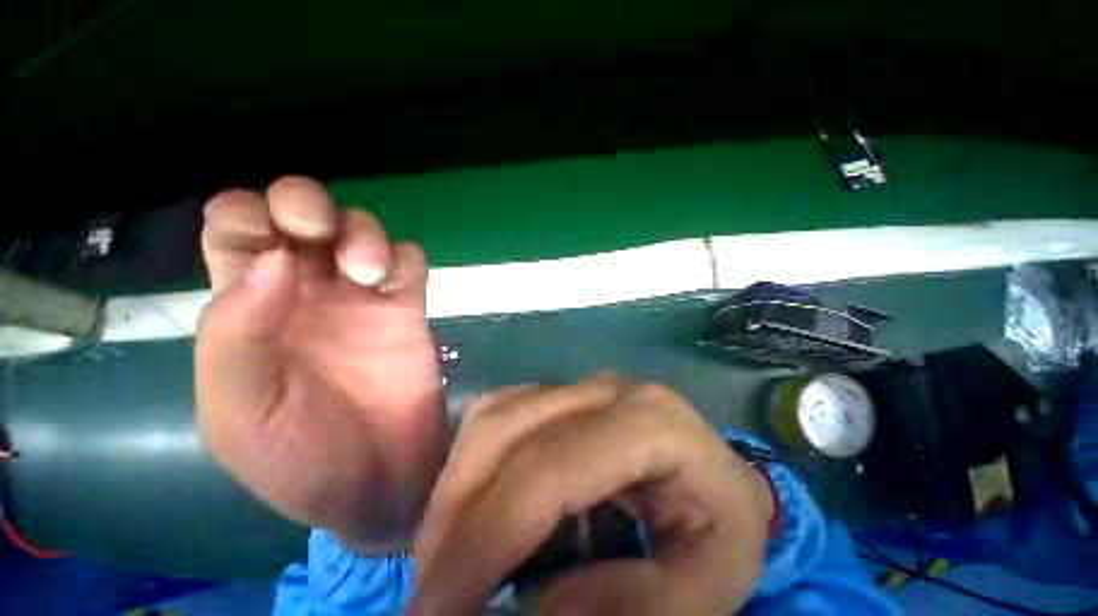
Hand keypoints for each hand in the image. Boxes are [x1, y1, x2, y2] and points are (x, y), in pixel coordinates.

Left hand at [195, 176, 445, 552]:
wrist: (381, 481)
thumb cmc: (301, 460)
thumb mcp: (239, 414)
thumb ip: (236, 338)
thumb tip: (275, 261)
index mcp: (248, 310)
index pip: (235, 230)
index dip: (245, 214)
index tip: (271, 239)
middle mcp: (305, 292)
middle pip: (301, 214)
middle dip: (306, 204)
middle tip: (318, 233)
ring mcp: (363, 299)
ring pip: (361, 229)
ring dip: (363, 234)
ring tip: (367, 274)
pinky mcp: (408, 310)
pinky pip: (409, 262)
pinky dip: (403, 260)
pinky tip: (398, 286)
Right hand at [413, 378, 773, 614]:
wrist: (713, 470)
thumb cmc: (720, 521)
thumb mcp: (710, 583)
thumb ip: (643, 607)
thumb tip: (540, 606)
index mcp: (649, 422)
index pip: (550, 469)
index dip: (488, 537)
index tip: (440, 611)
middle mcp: (604, 390)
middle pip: (508, 430)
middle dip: (455, 513)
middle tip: (430, 592)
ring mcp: (578, 384)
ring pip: (495, 414)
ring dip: (455, 484)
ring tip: (442, 555)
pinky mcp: (560, 392)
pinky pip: (500, 412)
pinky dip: (470, 460)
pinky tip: (468, 507)